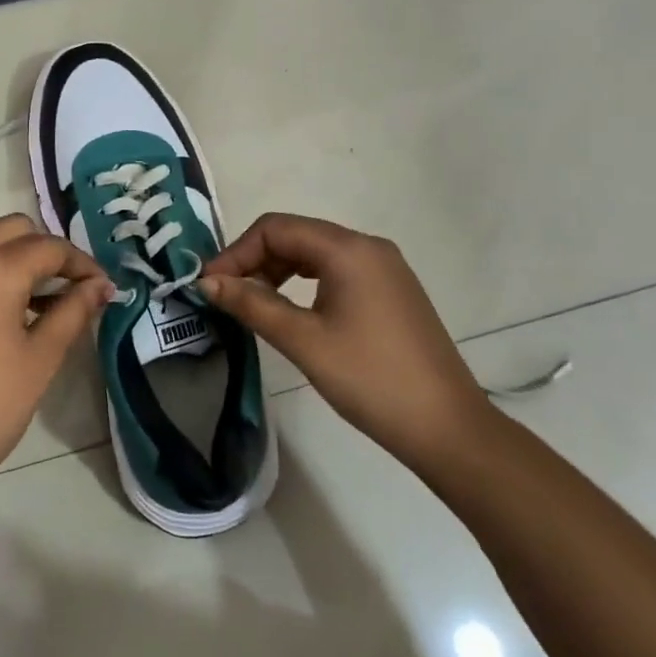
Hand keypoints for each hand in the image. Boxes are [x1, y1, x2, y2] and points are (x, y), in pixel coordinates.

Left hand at [0, 215, 111, 513]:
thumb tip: (100, 287)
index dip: (82, 264)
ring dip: (11, 260)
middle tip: (65, 289)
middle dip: (44, 250)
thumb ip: (73, 313)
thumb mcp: (40, 360)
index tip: (101, 289)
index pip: (51, 247)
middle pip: (12, 230)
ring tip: (32, 307)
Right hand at [199, 213, 493, 473]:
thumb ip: (252, 304)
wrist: (447, 428)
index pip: (276, 228)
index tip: (211, 285)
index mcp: (349, 249)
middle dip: (255, 260)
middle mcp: (368, 247)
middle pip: (296, 235)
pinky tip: (292, 312)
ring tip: (253, 305)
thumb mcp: (304, 341)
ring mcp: (385, 268)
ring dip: (278, 271)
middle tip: (227, 297)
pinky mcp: (391, 291)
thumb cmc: (370, 379)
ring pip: (315, 253)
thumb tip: (207, 282)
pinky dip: (304, 283)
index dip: (237, 251)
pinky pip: (336, 271)